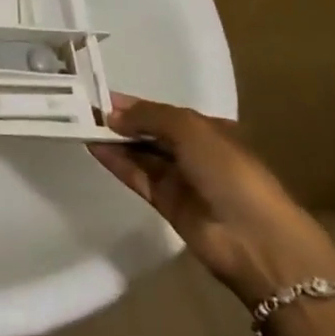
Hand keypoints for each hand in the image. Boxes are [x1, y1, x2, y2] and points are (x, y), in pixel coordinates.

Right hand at [90, 94, 334, 305]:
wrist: (254, 239)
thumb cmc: (229, 171)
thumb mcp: (190, 129)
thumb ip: (149, 116)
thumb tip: (113, 115)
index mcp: (207, 129)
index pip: (162, 112)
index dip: (134, 103)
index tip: (100, 95)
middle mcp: (193, 152)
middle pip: (150, 132)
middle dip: (121, 120)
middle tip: (83, 109)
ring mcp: (180, 180)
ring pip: (141, 154)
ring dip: (115, 140)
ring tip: (80, 125)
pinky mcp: (167, 205)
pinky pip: (137, 177)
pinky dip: (117, 162)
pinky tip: (93, 147)